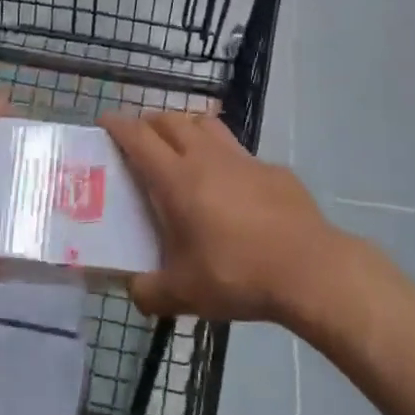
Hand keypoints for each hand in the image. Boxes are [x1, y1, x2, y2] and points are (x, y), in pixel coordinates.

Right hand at [102, 111, 339, 325]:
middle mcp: (206, 157)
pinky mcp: (271, 168)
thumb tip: (133, 290)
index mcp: (176, 179)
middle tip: (139, 140)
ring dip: (186, 127)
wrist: (309, 269)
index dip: (118, 125)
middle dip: (149, 122)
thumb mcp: (184, 294)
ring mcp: (242, 158)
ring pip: (205, 124)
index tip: (104, 120)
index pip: (139, 137)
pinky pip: (237, 150)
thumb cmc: (237, 275)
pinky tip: (229, 184)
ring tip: (180, 148)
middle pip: (170, 120)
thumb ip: (149, 292)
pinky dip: (222, 155)